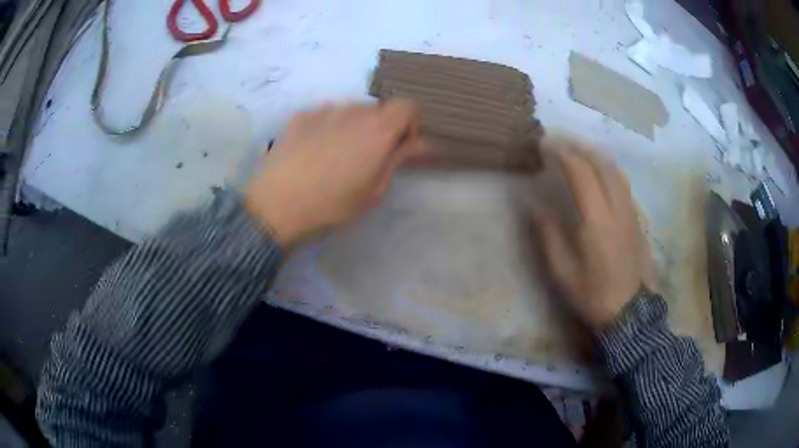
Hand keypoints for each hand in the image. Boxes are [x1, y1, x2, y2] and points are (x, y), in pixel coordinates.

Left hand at [245, 101, 422, 247]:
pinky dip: (329, 127)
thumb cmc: (332, 205)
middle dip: (380, 128)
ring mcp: (325, 110)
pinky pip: (326, 114)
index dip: (409, 124)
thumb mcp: (374, 190)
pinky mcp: (301, 115)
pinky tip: (313, 152)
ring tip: (336, 156)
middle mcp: (354, 111)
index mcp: (378, 130)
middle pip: (378, 109)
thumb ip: (399, 159)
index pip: (408, 106)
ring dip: (353, 127)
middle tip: (366, 157)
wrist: (276, 205)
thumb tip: (422, 143)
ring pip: (351, 111)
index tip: (399, 146)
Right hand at [537, 140, 652, 328]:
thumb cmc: (593, 294)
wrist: (629, 311)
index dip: (562, 153)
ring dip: (596, 155)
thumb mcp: (563, 272)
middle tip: (559, 141)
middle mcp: (617, 209)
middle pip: (601, 164)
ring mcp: (631, 212)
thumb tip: (535, 206)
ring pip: (616, 171)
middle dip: (578, 147)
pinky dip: (609, 169)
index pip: (580, 173)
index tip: (545, 145)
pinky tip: (601, 173)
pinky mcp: (638, 219)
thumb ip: (549, 235)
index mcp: (597, 221)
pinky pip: (624, 184)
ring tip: (578, 150)